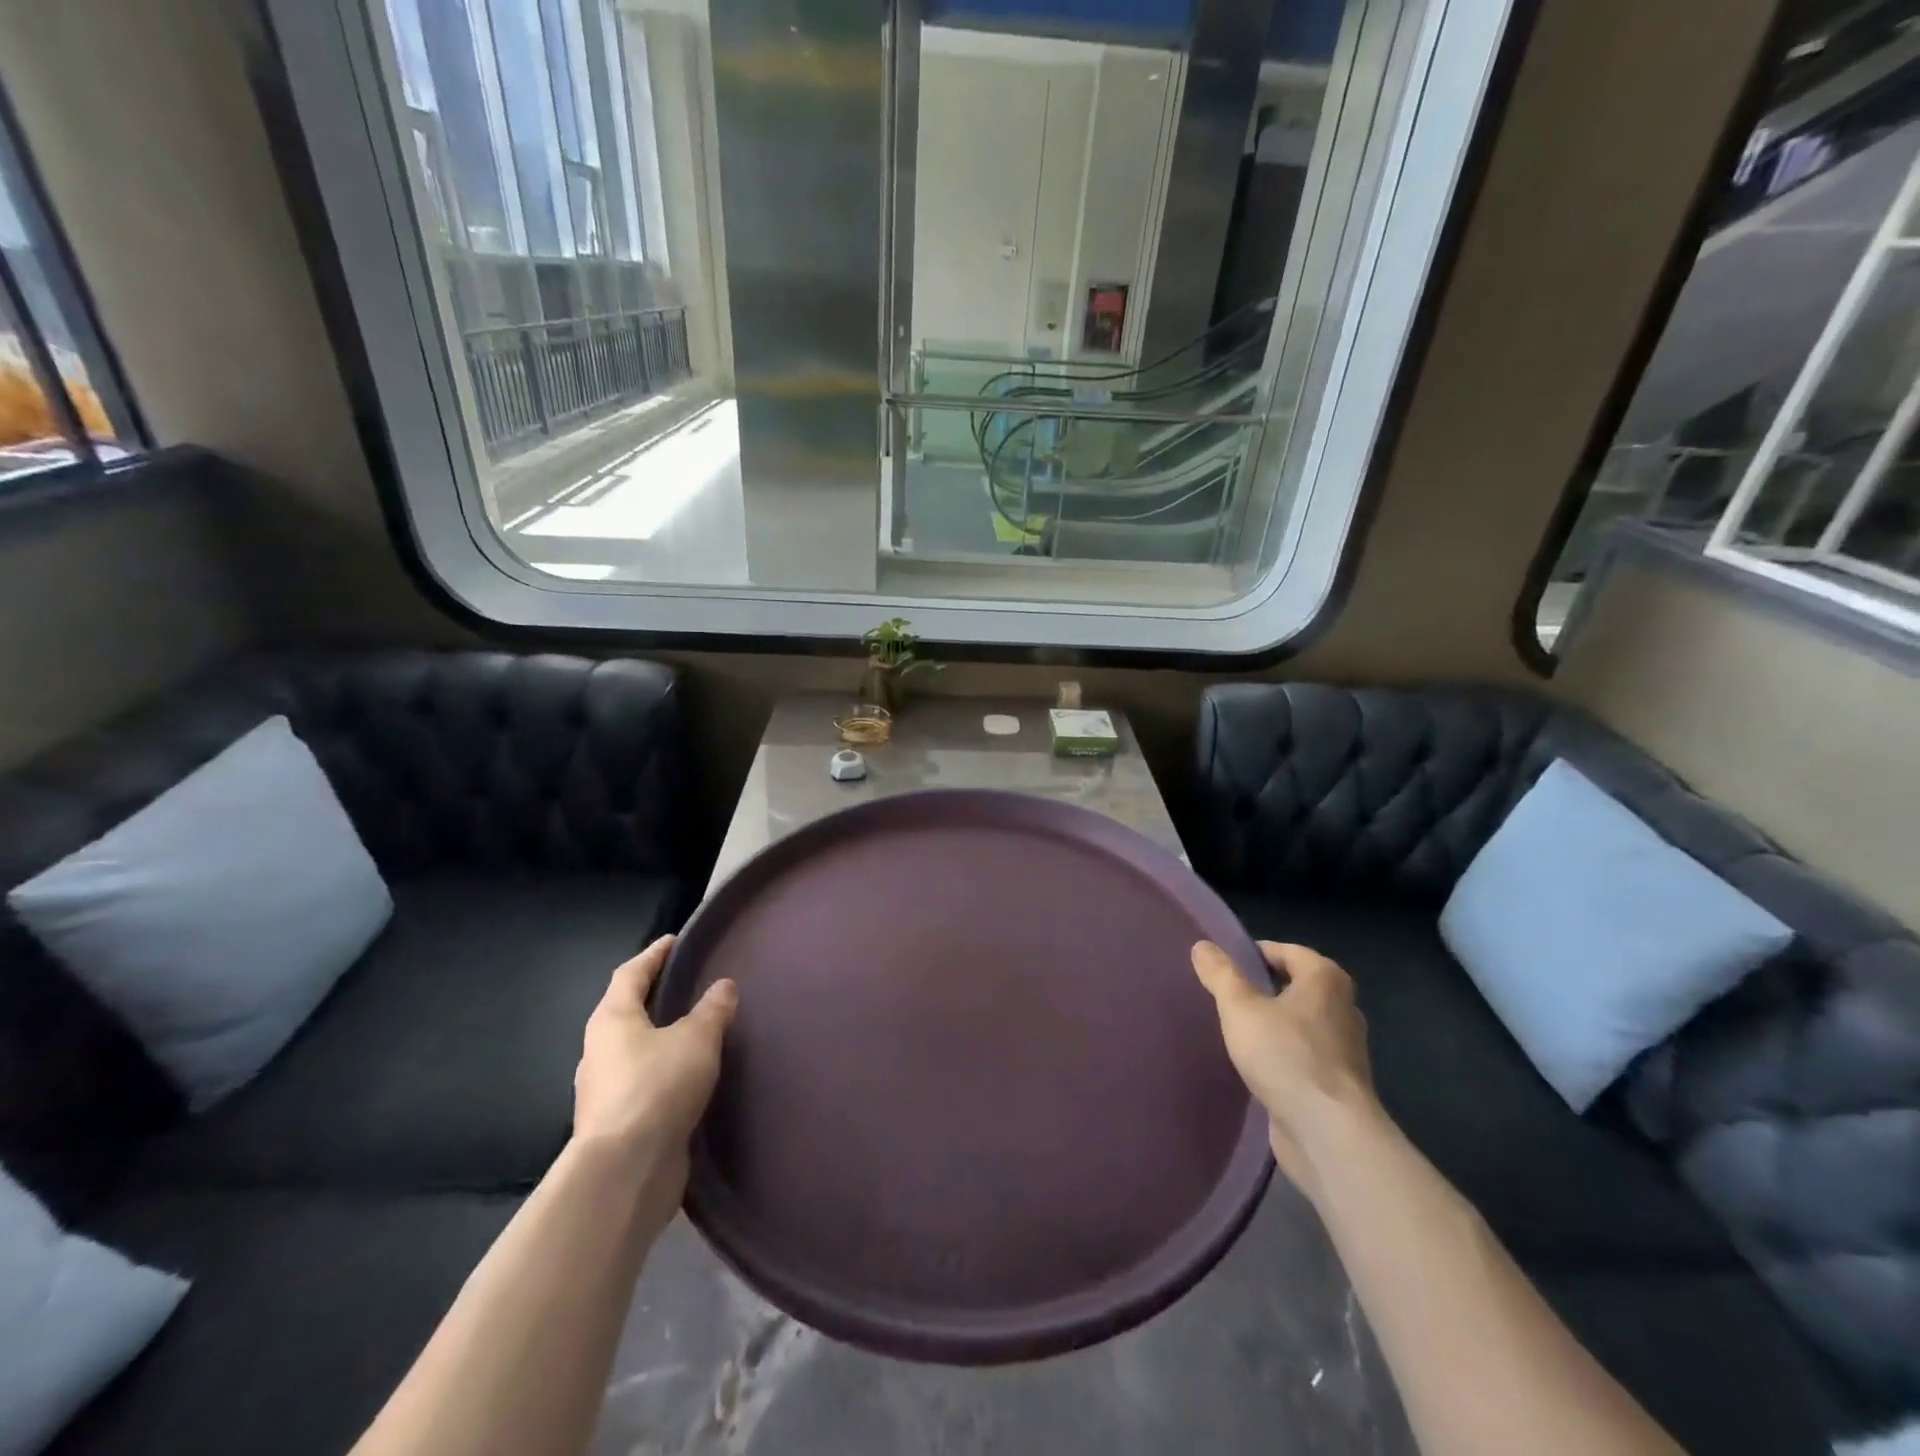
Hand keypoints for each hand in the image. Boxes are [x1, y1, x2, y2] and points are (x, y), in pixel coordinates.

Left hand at [574, 935, 736, 1180]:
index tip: (675, 941)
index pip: (631, 974)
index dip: (654, 955)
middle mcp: (599, 1051)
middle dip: (654, 997)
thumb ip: (712, 1010)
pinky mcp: (618, 1123)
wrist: (625, 1172)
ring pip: (634, 1050)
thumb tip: (723, 986)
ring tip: (696, 1032)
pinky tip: (689, 1078)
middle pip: (626, 1012)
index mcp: (612, 1020)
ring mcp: (604, 1090)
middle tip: (689, 985)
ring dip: (659, 1038)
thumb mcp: (696, 1039)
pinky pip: (643, 1083)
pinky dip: (664, 1072)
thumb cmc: (657, 1088)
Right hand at [1192, 940, 1376, 1198]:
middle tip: (1226, 994)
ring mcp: (1345, 1049)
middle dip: (1264, 988)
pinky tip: (1256, 1064)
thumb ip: (1220, 974)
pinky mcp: (1338, 1084)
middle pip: (1296, 986)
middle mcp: (1343, 1008)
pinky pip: (1304, 1055)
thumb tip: (1203, 945)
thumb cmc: (1285, 1055)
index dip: (1255, 953)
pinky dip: (1282, 1054)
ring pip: (1301, 1023)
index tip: (1225, 965)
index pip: (1288, 951)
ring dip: (1274, 1023)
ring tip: (1236, 1029)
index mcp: (1326, 980)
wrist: (1328, 1133)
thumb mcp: (1240, 1007)